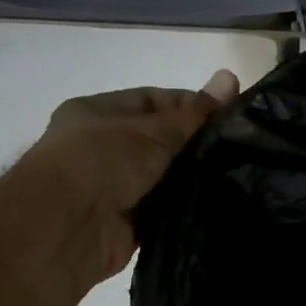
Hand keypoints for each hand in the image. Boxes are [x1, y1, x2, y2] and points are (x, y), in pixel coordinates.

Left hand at [38, 69, 239, 276]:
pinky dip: (187, 208)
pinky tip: (221, 204)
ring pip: (167, 177)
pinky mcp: (129, 223)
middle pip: (164, 140)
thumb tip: (231, 75)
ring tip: (240, 175)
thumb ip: (194, 113)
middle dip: (198, 145)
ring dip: (194, 178)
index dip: (193, 106)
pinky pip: (166, 210)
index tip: (232, 117)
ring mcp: (117, 187)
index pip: (156, 101)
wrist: (62, 230)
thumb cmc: (100, 162)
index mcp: (100, 112)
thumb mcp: (151, 130)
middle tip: (243, 148)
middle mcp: (106, 147)